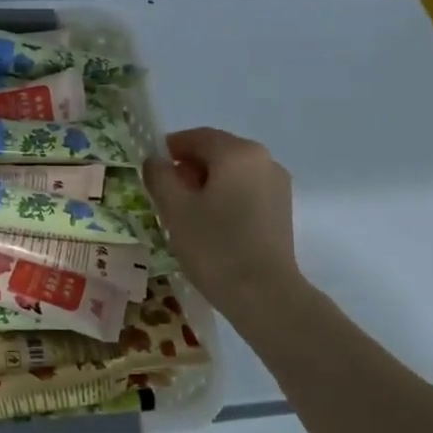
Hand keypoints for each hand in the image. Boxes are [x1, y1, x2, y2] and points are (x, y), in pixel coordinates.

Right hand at [142, 127, 303, 321]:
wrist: (265, 295)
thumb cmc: (215, 246)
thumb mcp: (175, 209)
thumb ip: (159, 176)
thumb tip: (155, 161)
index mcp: (237, 152)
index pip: (196, 137)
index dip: (169, 149)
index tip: (150, 171)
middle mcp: (263, 160)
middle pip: (216, 153)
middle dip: (188, 168)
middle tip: (164, 196)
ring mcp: (277, 185)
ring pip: (232, 173)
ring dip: (206, 185)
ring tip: (186, 215)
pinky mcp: (281, 210)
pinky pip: (245, 191)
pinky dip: (225, 198)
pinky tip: (211, 226)